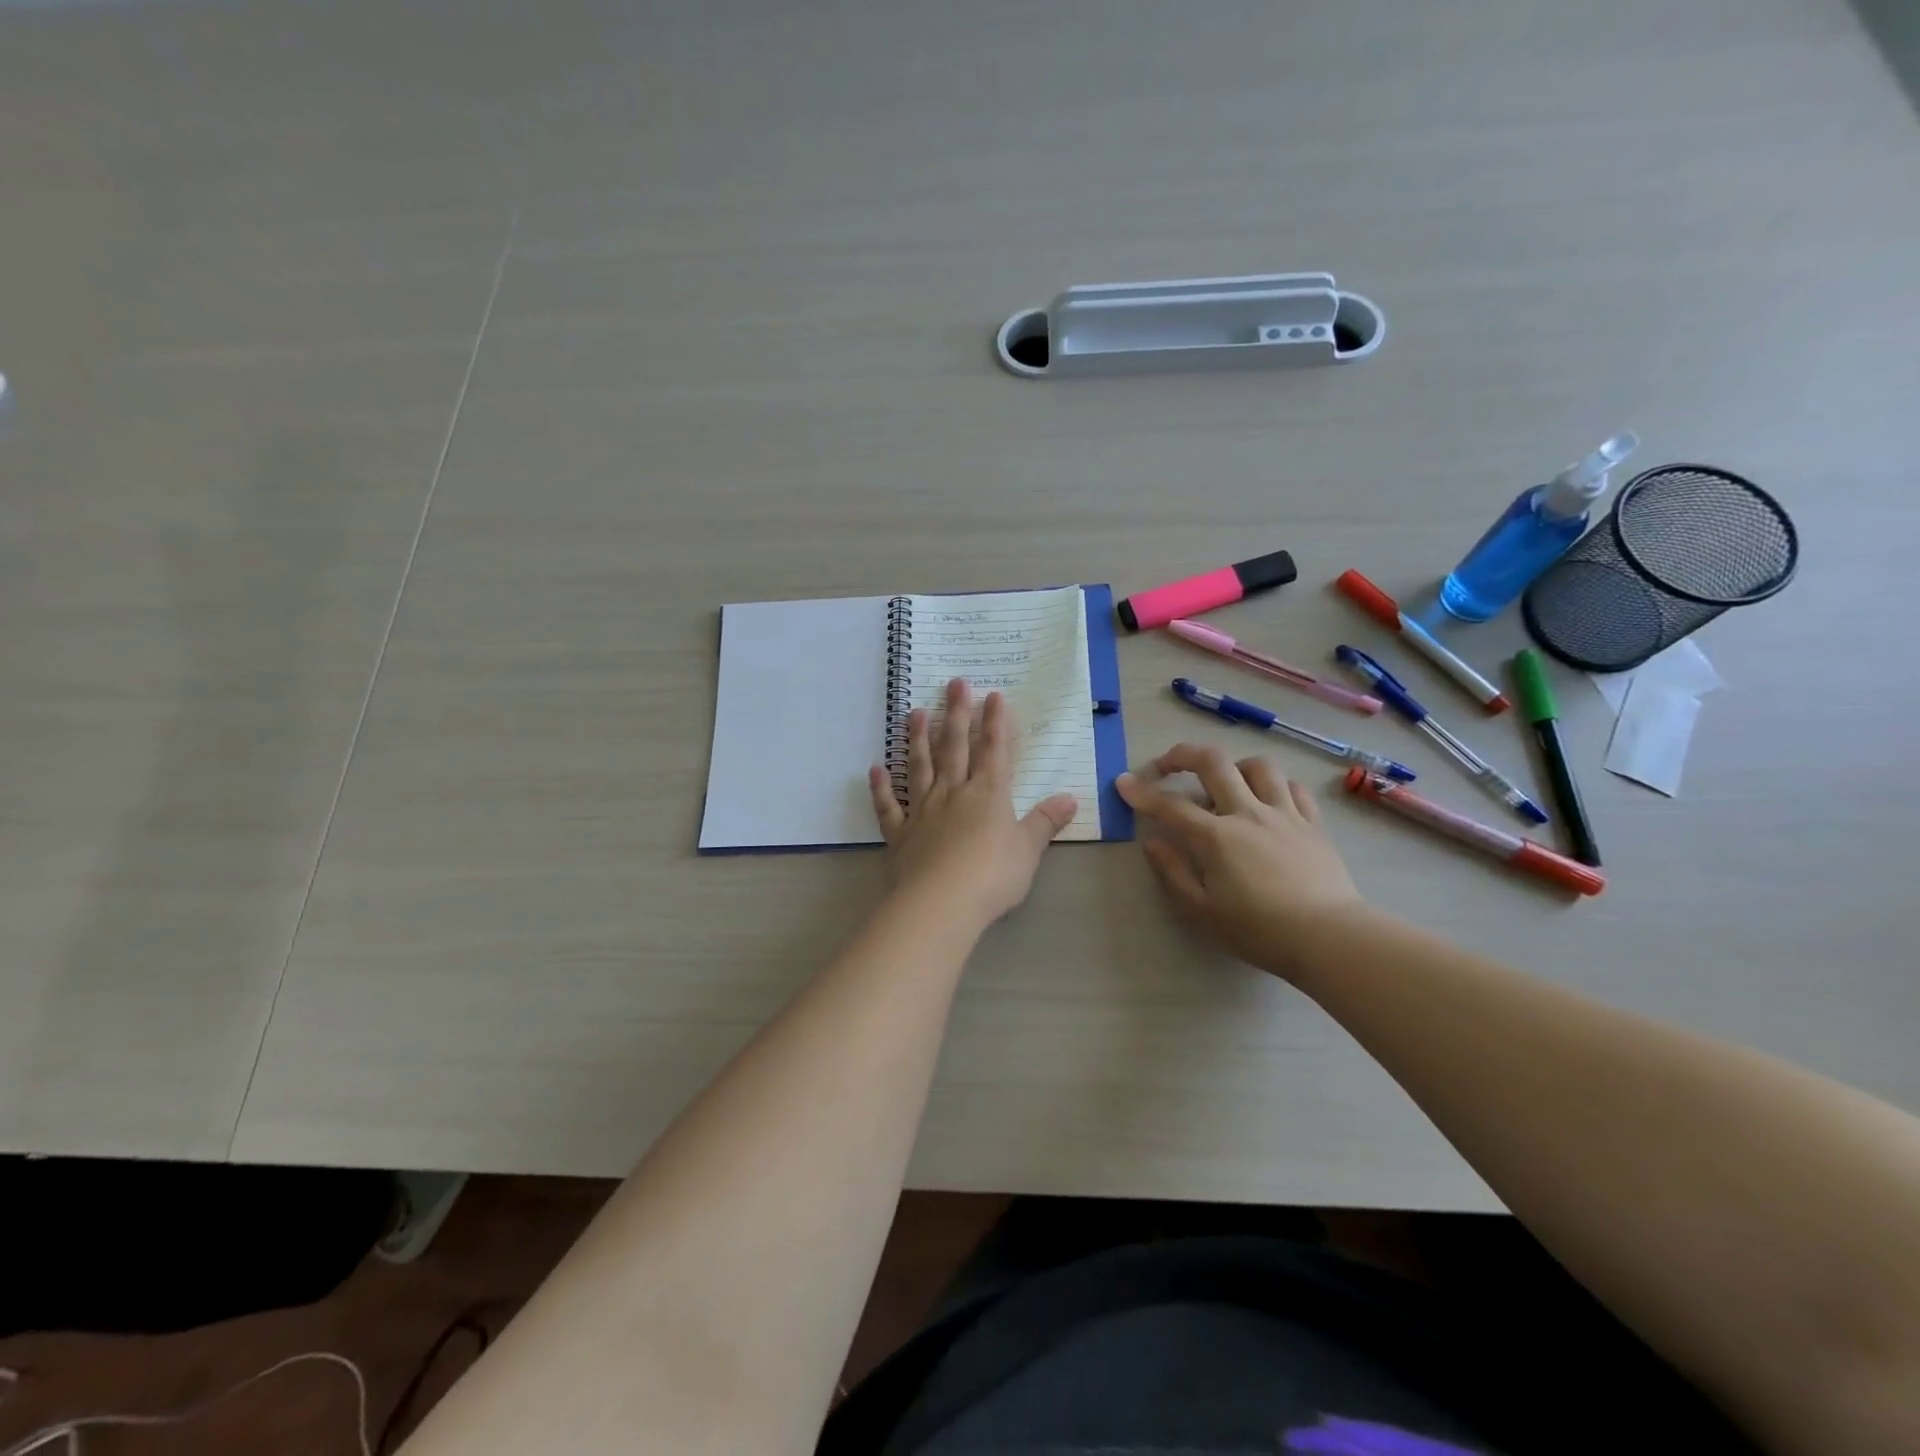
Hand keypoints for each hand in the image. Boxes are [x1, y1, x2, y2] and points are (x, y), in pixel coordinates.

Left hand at [868, 679, 1078, 927]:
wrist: (942, 903)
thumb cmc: (992, 876)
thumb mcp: (1028, 850)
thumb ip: (1045, 822)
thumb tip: (1070, 798)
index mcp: (988, 794)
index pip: (993, 750)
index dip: (995, 722)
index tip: (993, 694)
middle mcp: (953, 793)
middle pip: (954, 747)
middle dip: (956, 714)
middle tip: (954, 683)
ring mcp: (922, 811)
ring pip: (920, 767)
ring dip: (918, 739)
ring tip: (915, 712)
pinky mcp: (900, 834)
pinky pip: (888, 806)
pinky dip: (881, 788)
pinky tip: (876, 768)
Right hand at [1117, 744, 1363, 979]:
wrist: (1328, 937)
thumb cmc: (1258, 930)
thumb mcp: (1201, 911)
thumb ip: (1172, 872)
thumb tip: (1151, 841)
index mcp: (1216, 836)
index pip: (1170, 805)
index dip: (1142, 792)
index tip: (1123, 783)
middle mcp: (1248, 813)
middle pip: (1213, 763)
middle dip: (1182, 755)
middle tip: (1166, 765)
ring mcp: (1284, 814)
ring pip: (1257, 767)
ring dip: (1233, 766)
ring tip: (1224, 781)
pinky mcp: (1313, 824)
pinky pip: (1293, 788)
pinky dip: (1274, 786)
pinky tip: (1268, 798)